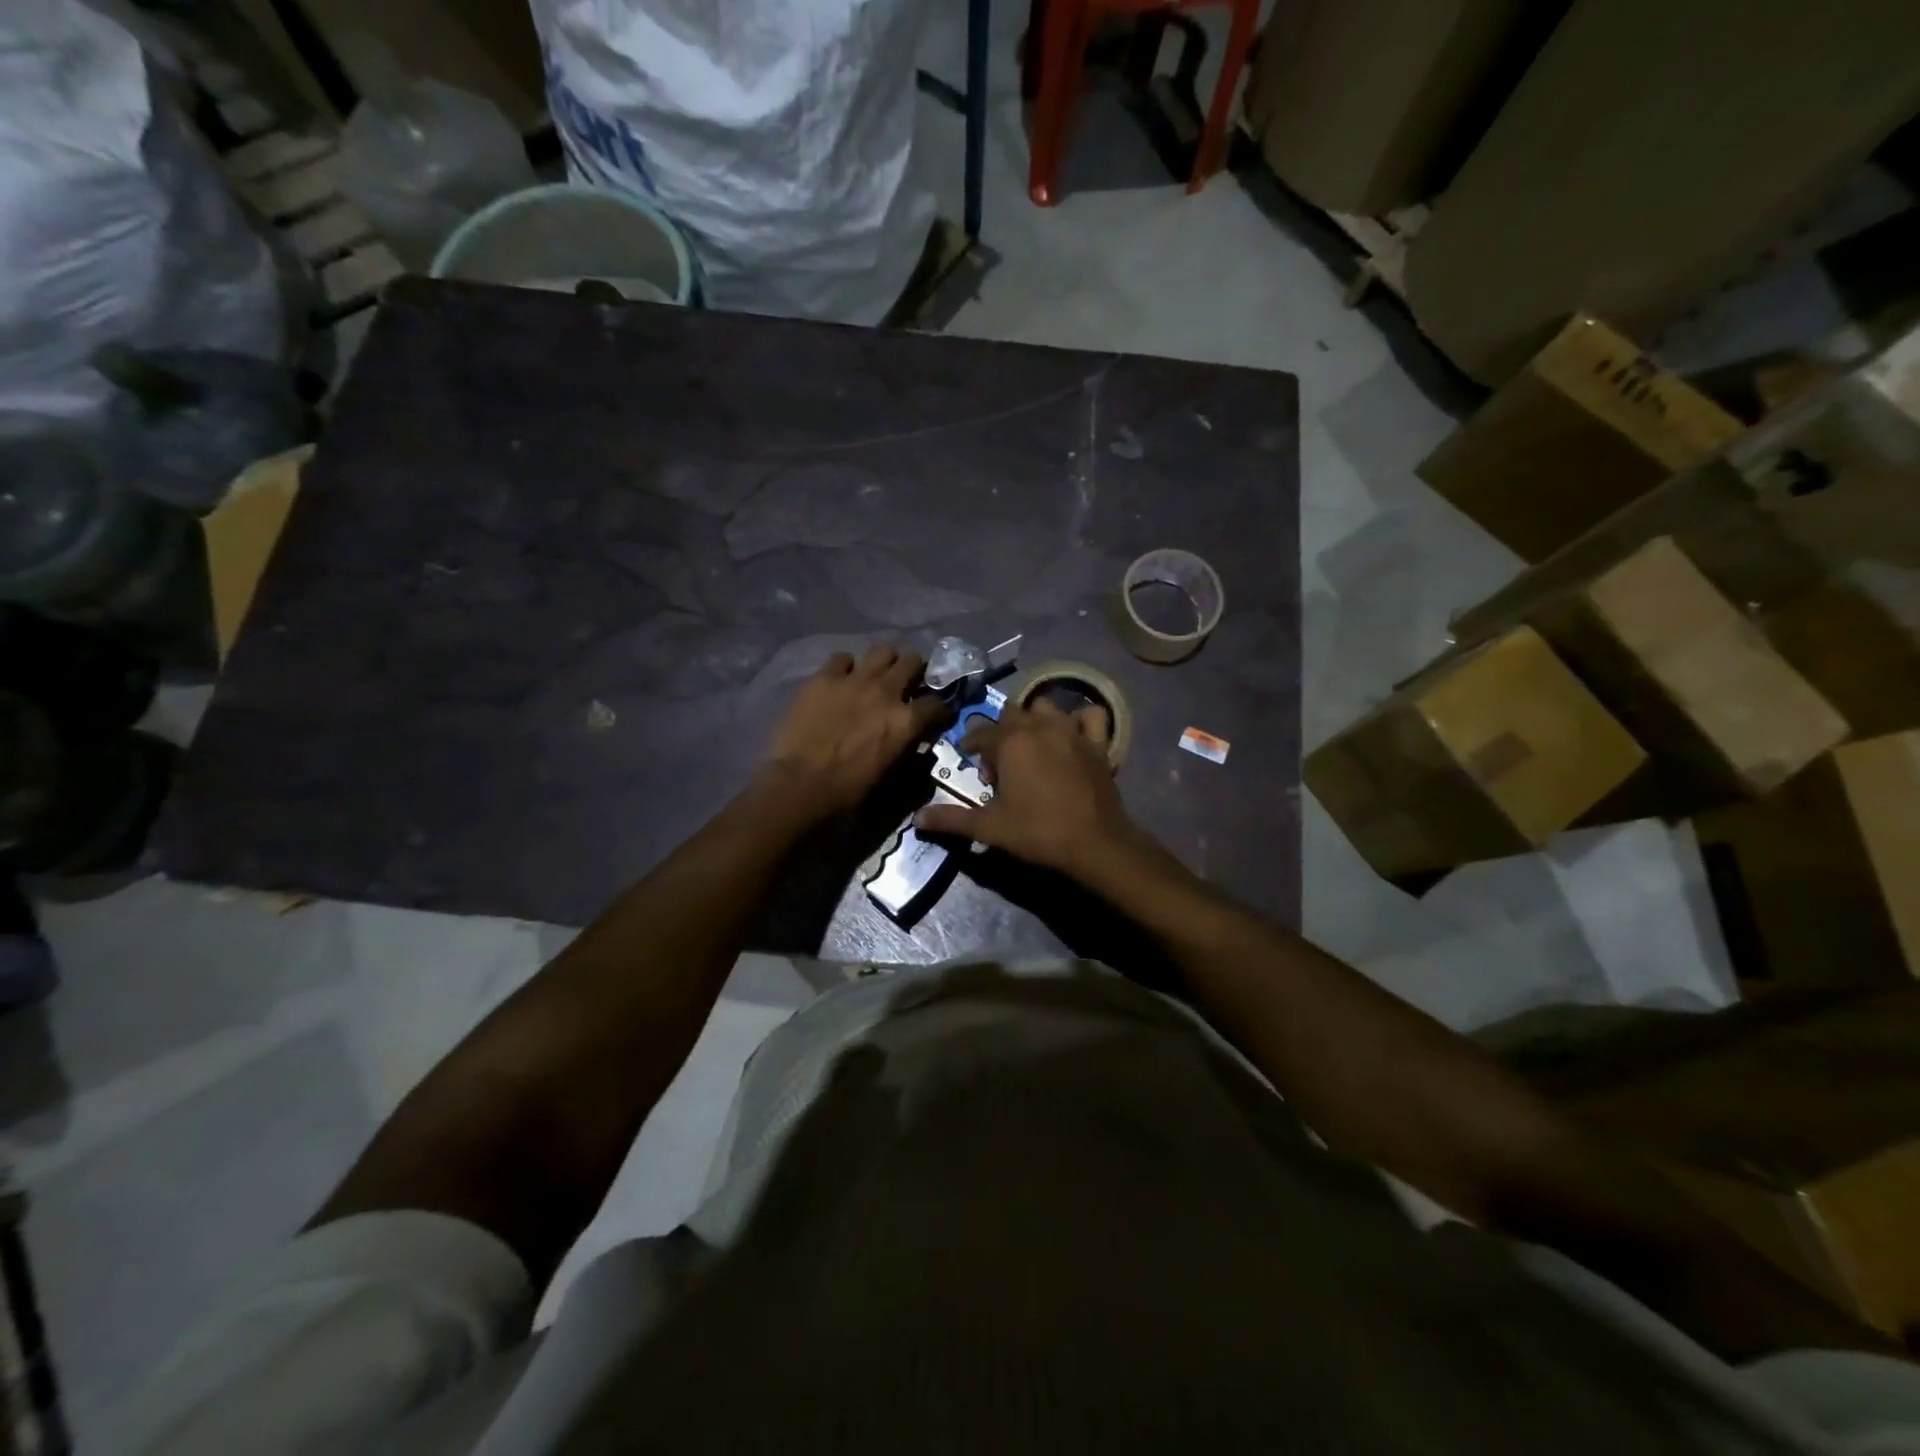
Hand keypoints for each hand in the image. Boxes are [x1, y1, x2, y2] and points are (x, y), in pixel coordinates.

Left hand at [761, 643, 948, 818]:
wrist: (800, 786)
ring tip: (877, 676)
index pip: (937, 704)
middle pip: (913, 662)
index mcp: (907, 721)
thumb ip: (909, 755)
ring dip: (885, 662)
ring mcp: (855, 680)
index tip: (935, 717)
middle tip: (906, 686)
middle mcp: (887, 692)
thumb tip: (916, 744)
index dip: (939, 710)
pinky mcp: (824, 677)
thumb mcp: (891, 779)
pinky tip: (841, 681)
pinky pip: (842, 658)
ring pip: (883, 650)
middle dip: (915, 672)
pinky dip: (846, 668)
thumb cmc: (848, 792)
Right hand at [914, 699, 1136, 875]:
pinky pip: (1091, 716)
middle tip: (1000, 762)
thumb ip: (952, 819)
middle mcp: (1039, 727)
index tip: (968, 759)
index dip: (971, 746)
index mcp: (1010, 742)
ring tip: (1033, 746)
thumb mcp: (990, 828)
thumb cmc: (1037, 832)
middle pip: (1012, 714)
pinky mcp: (1098, 743)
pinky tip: (1074, 736)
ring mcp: (1072, 731)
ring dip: (1035, 720)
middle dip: (1001, 731)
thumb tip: (917, 818)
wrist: (1095, 844)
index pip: (980, 733)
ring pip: (1047, 708)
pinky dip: (1081, 720)